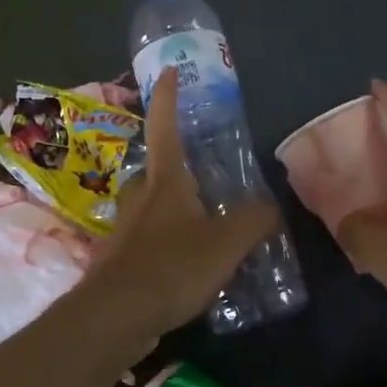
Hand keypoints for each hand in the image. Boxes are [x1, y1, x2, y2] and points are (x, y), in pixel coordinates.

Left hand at [85, 69, 279, 342]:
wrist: (115, 317)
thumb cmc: (171, 266)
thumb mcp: (226, 242)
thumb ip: (254, 220)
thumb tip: (271, 209)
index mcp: (165, 182)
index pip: (166, 127)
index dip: (168, 97)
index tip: (168, 70)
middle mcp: (140, 198)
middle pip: (159, 170)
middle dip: (179, 166)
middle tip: (207, 174)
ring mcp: (127, 230)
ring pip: (155, 208)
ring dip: (178, 210)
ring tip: (210, 224)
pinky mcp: (122, 262)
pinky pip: (153, 242)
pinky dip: (172, 245)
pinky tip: (192, 266)